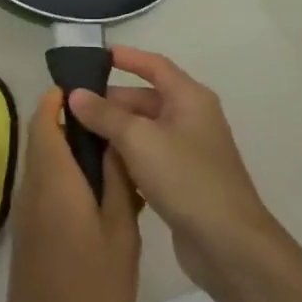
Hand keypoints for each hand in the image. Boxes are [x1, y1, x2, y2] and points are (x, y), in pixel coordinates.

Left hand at [0, 90, 140, 301]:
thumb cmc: (92, 291)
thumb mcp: (119, 233)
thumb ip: (114, 181)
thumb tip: (111, 139)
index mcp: (53, 179)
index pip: (44, 118)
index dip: (62, 97)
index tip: (92, 90)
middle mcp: (32, 186)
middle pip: (43, 136)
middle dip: (72, 122)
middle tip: (116, 125)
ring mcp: (27, 211)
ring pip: (45, 162)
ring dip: (71, 151)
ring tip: (116, 158)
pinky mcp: (29, 232)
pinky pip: (45, 187)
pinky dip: (67, 177)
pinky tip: (101, 197)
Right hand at [68, 47, 281, 296]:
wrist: (229, 245)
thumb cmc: (185, 178)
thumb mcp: (138, 139)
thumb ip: (105, 114)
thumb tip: (75, 94)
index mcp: (189, 98)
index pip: (154, 65)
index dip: (126, 58)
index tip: (94, 56)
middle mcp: (192, 118)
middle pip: (145, 99)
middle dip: (111, 101)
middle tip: (72, 107)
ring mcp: (189, 151)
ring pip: (144, 131)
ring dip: (115, 131)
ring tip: (77, 135)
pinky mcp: (184, 181)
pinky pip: (149, 157)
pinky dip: (126, 157)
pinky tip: (100, 167)